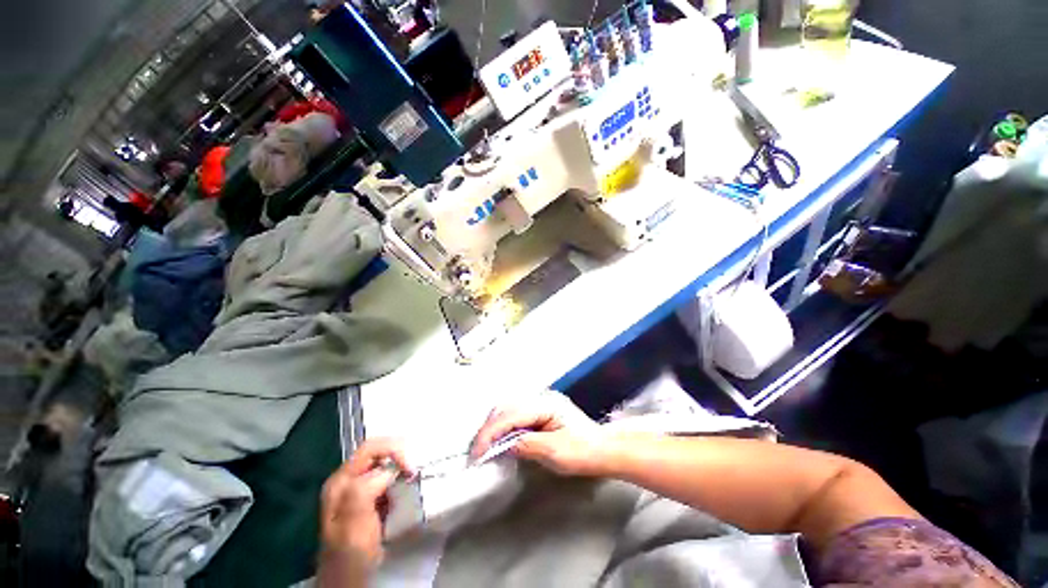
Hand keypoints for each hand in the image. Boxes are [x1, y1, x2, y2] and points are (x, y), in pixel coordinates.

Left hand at [319, 439, 411, 583]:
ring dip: (399, 465)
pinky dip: (398, 476)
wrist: (348, 579)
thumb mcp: (354, 526)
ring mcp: (355, 487)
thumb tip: (388, 469)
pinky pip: (385, 475)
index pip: (370, 448)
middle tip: (413, 471)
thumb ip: (363, 493)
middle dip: (398, 455)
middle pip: (376, 451)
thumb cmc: (351, 554)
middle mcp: (346, 479)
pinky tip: (404, 486)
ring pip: (382, 461)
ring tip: (411, 476)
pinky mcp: (367, 496)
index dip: (394, 450)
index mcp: (341, 482)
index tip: (411, 469)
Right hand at [469, 390, 608, 476]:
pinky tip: (500, 439)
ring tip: (485, 447)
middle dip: (489, 428)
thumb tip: (501, 445)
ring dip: (494, 426)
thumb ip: (526, 445)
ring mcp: (541, 402)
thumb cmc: (583, 451)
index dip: (491, 433)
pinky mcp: (541, 410)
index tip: (477, 454)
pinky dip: (504, 426)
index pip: (510, 414)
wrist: (604, 448)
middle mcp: (541, 398)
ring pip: (509, 408)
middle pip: (506, 407)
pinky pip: (516, 414)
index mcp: (545, 404)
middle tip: (477, 452)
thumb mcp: (555, 452)